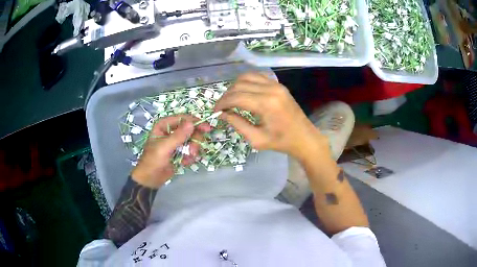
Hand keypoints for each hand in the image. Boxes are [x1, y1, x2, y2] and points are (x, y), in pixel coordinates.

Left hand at [131, 115, 211, 187]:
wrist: (150, 179)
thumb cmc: (153, 161)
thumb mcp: (165, 147)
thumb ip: (178, 135)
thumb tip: (192, 123)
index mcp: (163, 125)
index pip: (182, 118)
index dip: (195, 122)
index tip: (207, 128)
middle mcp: (170, 131)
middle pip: (190, 129)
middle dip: (194, 140)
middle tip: (194, 150)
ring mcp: (175, 141)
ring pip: (192, 140)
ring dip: (192, 149)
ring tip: (188, 158)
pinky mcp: (179, 151)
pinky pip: (191, 149)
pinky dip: (190, 156)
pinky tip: (184, 162)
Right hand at [214, 73, 329, 162]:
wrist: (304, 137)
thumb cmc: (281, 142)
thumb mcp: (256, 139)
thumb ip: (238, 124)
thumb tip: (223, 114)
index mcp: (266, 104)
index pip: (236, 97)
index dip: (222, 103)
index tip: (215, 111)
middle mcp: (271, 89)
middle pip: (239, 85)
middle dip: (226, 95)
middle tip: (222, 107)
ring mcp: (276, 85)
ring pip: (247, 77)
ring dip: (235, 86)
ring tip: (231, 99)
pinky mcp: (279, 85)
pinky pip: (258, 76)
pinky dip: (247, 81)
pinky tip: (243, 91)